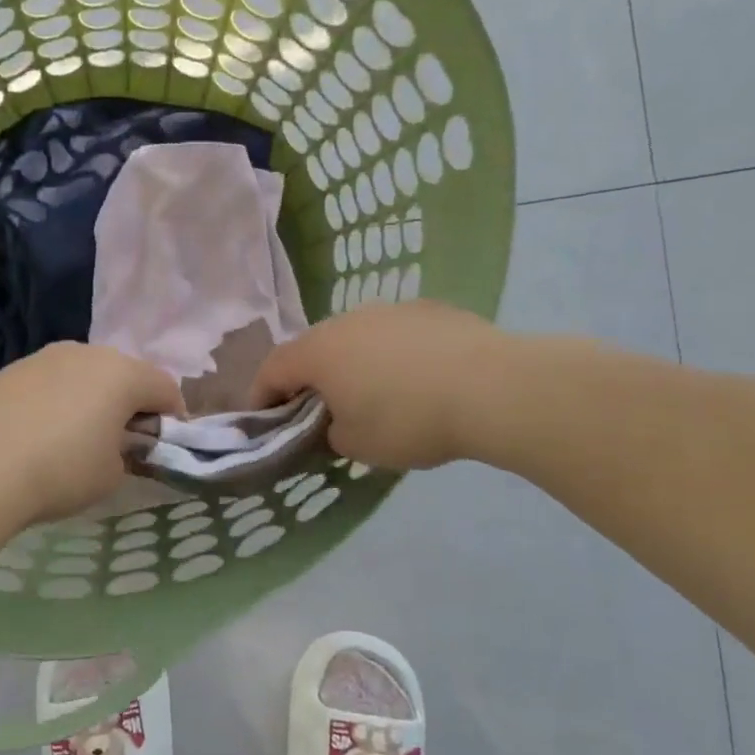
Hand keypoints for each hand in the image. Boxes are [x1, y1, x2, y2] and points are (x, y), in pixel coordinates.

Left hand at [0, 342, 184, 524]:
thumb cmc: (60, 471)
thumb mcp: (110, 474)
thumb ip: (125, 453)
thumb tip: (112, 444)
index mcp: (122, 373)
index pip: (165, 387)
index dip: (173, 417)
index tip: (164, 445)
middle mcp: (87, 353)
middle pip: (124, 374)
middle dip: (130, 403)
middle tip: (122, 440)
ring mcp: (44, 356)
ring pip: (84, 374)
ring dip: (91, 398)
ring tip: (76, 437)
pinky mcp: (11, 369)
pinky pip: (50, 382)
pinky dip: (56, 401)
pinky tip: (39, 434)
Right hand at [250, 301, 516, 469]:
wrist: (493, 389)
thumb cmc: (409, 420)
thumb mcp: (356, 445)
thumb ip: (330, 432)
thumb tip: (336, 421)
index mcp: (318, 351)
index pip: (272, 369)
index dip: (261, 395)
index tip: (264, 419)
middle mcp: (347, 320)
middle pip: (313, 349)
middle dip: (309, 379)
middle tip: (318, 411)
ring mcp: (390, 309)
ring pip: (356, 338)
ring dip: (352, 364)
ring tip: (373, 394)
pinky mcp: (429, 309)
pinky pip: (395, 334)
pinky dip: (392, 355)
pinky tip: (417, 380)